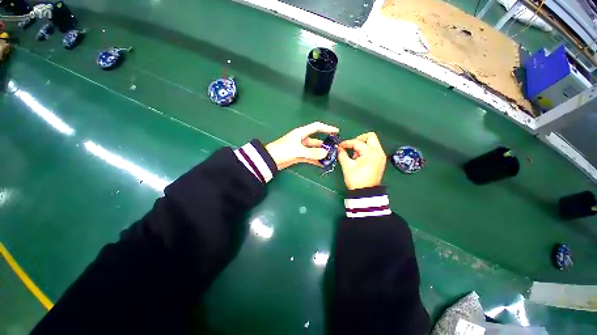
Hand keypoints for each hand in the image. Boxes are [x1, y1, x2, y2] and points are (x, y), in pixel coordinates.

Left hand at [266, 122, 338, 169]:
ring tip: (330, 158)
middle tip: (334, 150)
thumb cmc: (283, 150)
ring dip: (321, 153)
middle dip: (325, 144)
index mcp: (301, 133)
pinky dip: (315, 160)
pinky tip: (322, 164)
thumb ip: (312, 153)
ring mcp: (300, 148)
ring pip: (314, 150)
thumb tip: (325, 154)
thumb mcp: (298, 151)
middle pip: (316, 140)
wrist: (270, 160)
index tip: (336, 131)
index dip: (327, 128)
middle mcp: (302, 139)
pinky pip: (310, 157)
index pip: (316, 127)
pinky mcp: (299, 156)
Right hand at [338, 132, 386, 189]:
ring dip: (363, 145)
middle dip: (359, 139)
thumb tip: (339, 149)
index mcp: (370, 153)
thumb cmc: (356, 179)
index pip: (357, 142)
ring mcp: (381, 156)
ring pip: (373, 142)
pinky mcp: (380, 160)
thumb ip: (342, 154)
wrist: (365, 192)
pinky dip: (366, 150)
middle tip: (351, 146)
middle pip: (370, 136)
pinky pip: (374, 149)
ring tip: (355, 155)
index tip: (340, 146)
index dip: (347, 143)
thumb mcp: (347, 166)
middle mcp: (378, 152)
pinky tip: (359, 158)